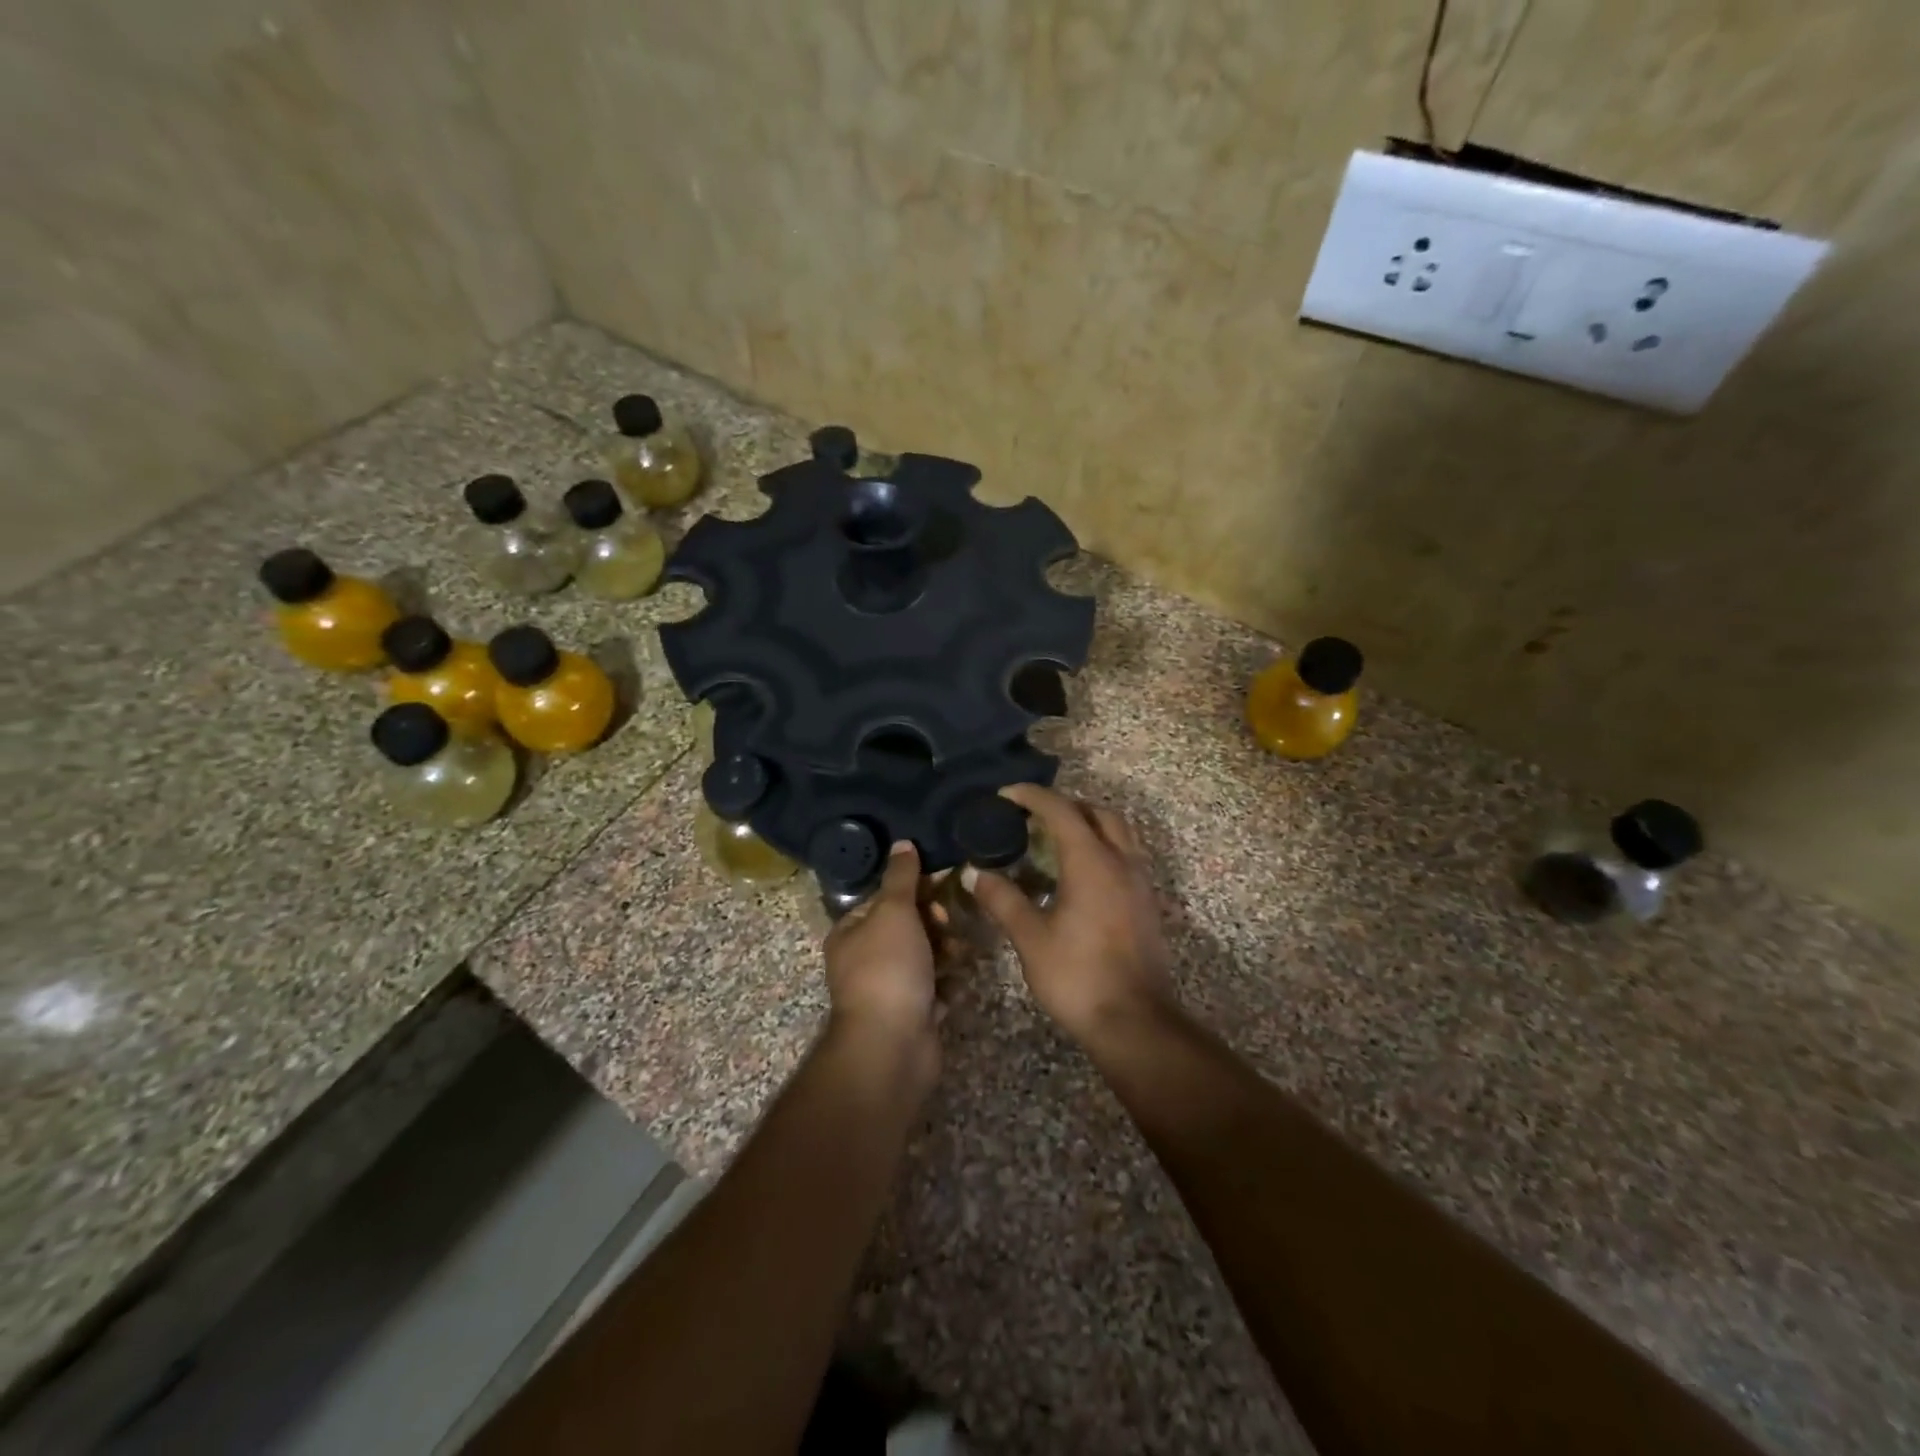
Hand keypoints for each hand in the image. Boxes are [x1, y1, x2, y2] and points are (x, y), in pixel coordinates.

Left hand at [823, 842, 940, 1076]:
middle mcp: (865, 960)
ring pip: (925, 958)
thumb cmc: (888, 969)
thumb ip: (901, 877)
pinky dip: (947, 985)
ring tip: (961, 953)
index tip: (942, 884)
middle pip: (907, 928)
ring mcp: (889, 990)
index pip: (884, 899)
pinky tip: (959, 982)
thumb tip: (902, 843)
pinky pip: (935, 989)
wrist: (893, 1045)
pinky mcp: (913, 1015)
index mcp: (851, 933)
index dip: (913, 889)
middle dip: (934, 922)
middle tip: (950, 924)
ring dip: (945, 952)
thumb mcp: (893, 911)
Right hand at [965, 785, 1175, 1044]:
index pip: (1061, 810)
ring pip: (1119, 832)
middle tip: (1033, 816)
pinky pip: (1126, 855)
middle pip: (1097, 812)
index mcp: (1092, 862)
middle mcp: (1121, 861)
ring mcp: (1140, 882)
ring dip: (1088, 824)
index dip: (1032, 796)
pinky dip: (1102, 847)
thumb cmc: (1078, 977)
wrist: (1135, 1022)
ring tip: (1055, 840)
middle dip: (1065, 805)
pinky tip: (1079, 875)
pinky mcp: (1147, 903)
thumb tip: (974, 873)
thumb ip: (1003, 900)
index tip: (1006, 795)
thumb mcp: (1031, 939)